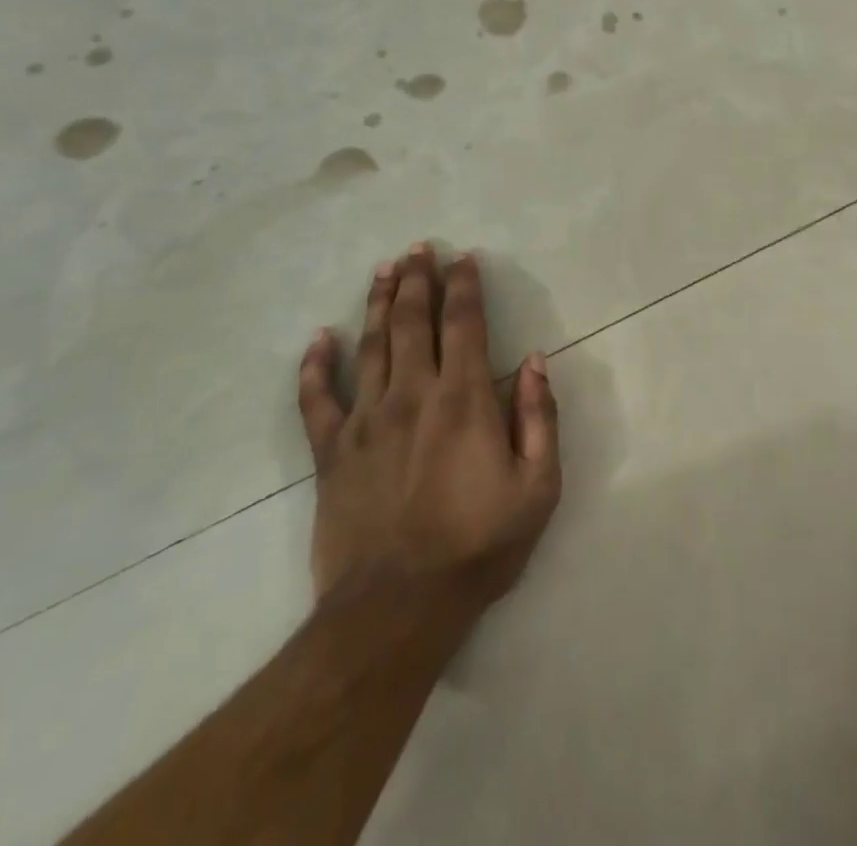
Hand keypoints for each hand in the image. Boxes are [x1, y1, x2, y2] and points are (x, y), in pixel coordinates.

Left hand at [296, 245, 560, 615]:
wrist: (397, 608)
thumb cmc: (478, 545)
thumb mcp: (538, 486)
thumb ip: (540, 418)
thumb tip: (536, 361)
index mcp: (464, 400)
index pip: (465, 325)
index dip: (465, 286)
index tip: (463, 259)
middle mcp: (413, 395)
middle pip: (414, 322)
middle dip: (418, 280)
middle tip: (418, 248)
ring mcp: (366, 420)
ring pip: (371, 345)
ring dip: (379, 303)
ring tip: (384, 270)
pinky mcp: (331, 452)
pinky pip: (317, 399)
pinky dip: (315, 365)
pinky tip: (319, 338)